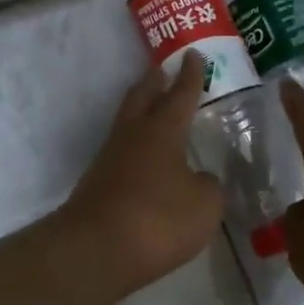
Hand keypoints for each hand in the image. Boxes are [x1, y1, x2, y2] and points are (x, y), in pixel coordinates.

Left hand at [57, 54, 224, 297]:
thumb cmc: (157, 219)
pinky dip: (136, 146)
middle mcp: (132, 136)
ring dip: (142, 111)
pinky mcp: (98, 184)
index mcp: (162, 131)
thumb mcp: (204, 205)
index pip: (180, 95)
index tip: (193, 54)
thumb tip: (199, 179)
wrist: (95, 250)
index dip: (190, 76)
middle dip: (154, 82)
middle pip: (142, 97)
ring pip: (128, 123)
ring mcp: (110, 159)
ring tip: (155, 110)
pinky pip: (122, 152)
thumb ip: (208, 186)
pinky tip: (146, 160)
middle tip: (162, 69)